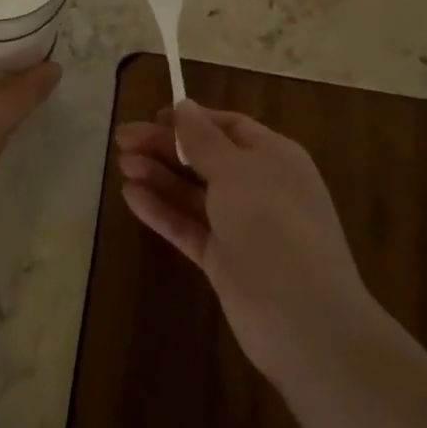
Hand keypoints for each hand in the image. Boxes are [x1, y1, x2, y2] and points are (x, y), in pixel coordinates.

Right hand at [116, 101, 375, 387]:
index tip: (152, 116)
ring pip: (193, 192)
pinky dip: (161, 210)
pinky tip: (131, 196)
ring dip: (159, 175)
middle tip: (122, 139)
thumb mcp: (236, 172)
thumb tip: (184, 106)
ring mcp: (241, 227)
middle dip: (165, 146)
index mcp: (274, 158)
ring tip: (122, 164)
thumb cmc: (273, 227)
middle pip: (205, 158)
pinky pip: (187, 226)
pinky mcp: (223, 260)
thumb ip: (203, 139)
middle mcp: (260, 188)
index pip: (228, 127)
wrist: (304, 322)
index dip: (191, 119)